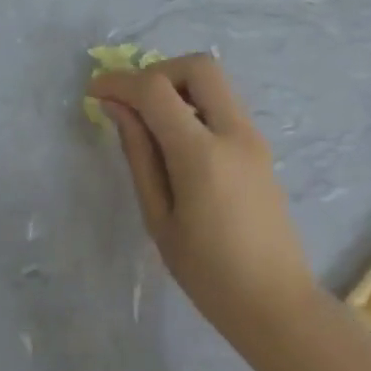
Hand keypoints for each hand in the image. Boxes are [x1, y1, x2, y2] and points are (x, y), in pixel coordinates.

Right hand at [90, 54, 316, 342]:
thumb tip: (117, 107)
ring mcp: (254, 138)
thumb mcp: (158, 217)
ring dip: (178, 87)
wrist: (276, 304)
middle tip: (132, 101)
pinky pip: (224, 106)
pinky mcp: (260, 148)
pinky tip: (176, 141)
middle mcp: (234, 133)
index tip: (94, 91)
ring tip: (150, 124)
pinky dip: (195, 105)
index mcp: (202, 155)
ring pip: (215, 82)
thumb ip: (139, 154)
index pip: (156, 90)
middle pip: (198, 66)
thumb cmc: (208, 273)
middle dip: (157, 72)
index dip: (119, 82)